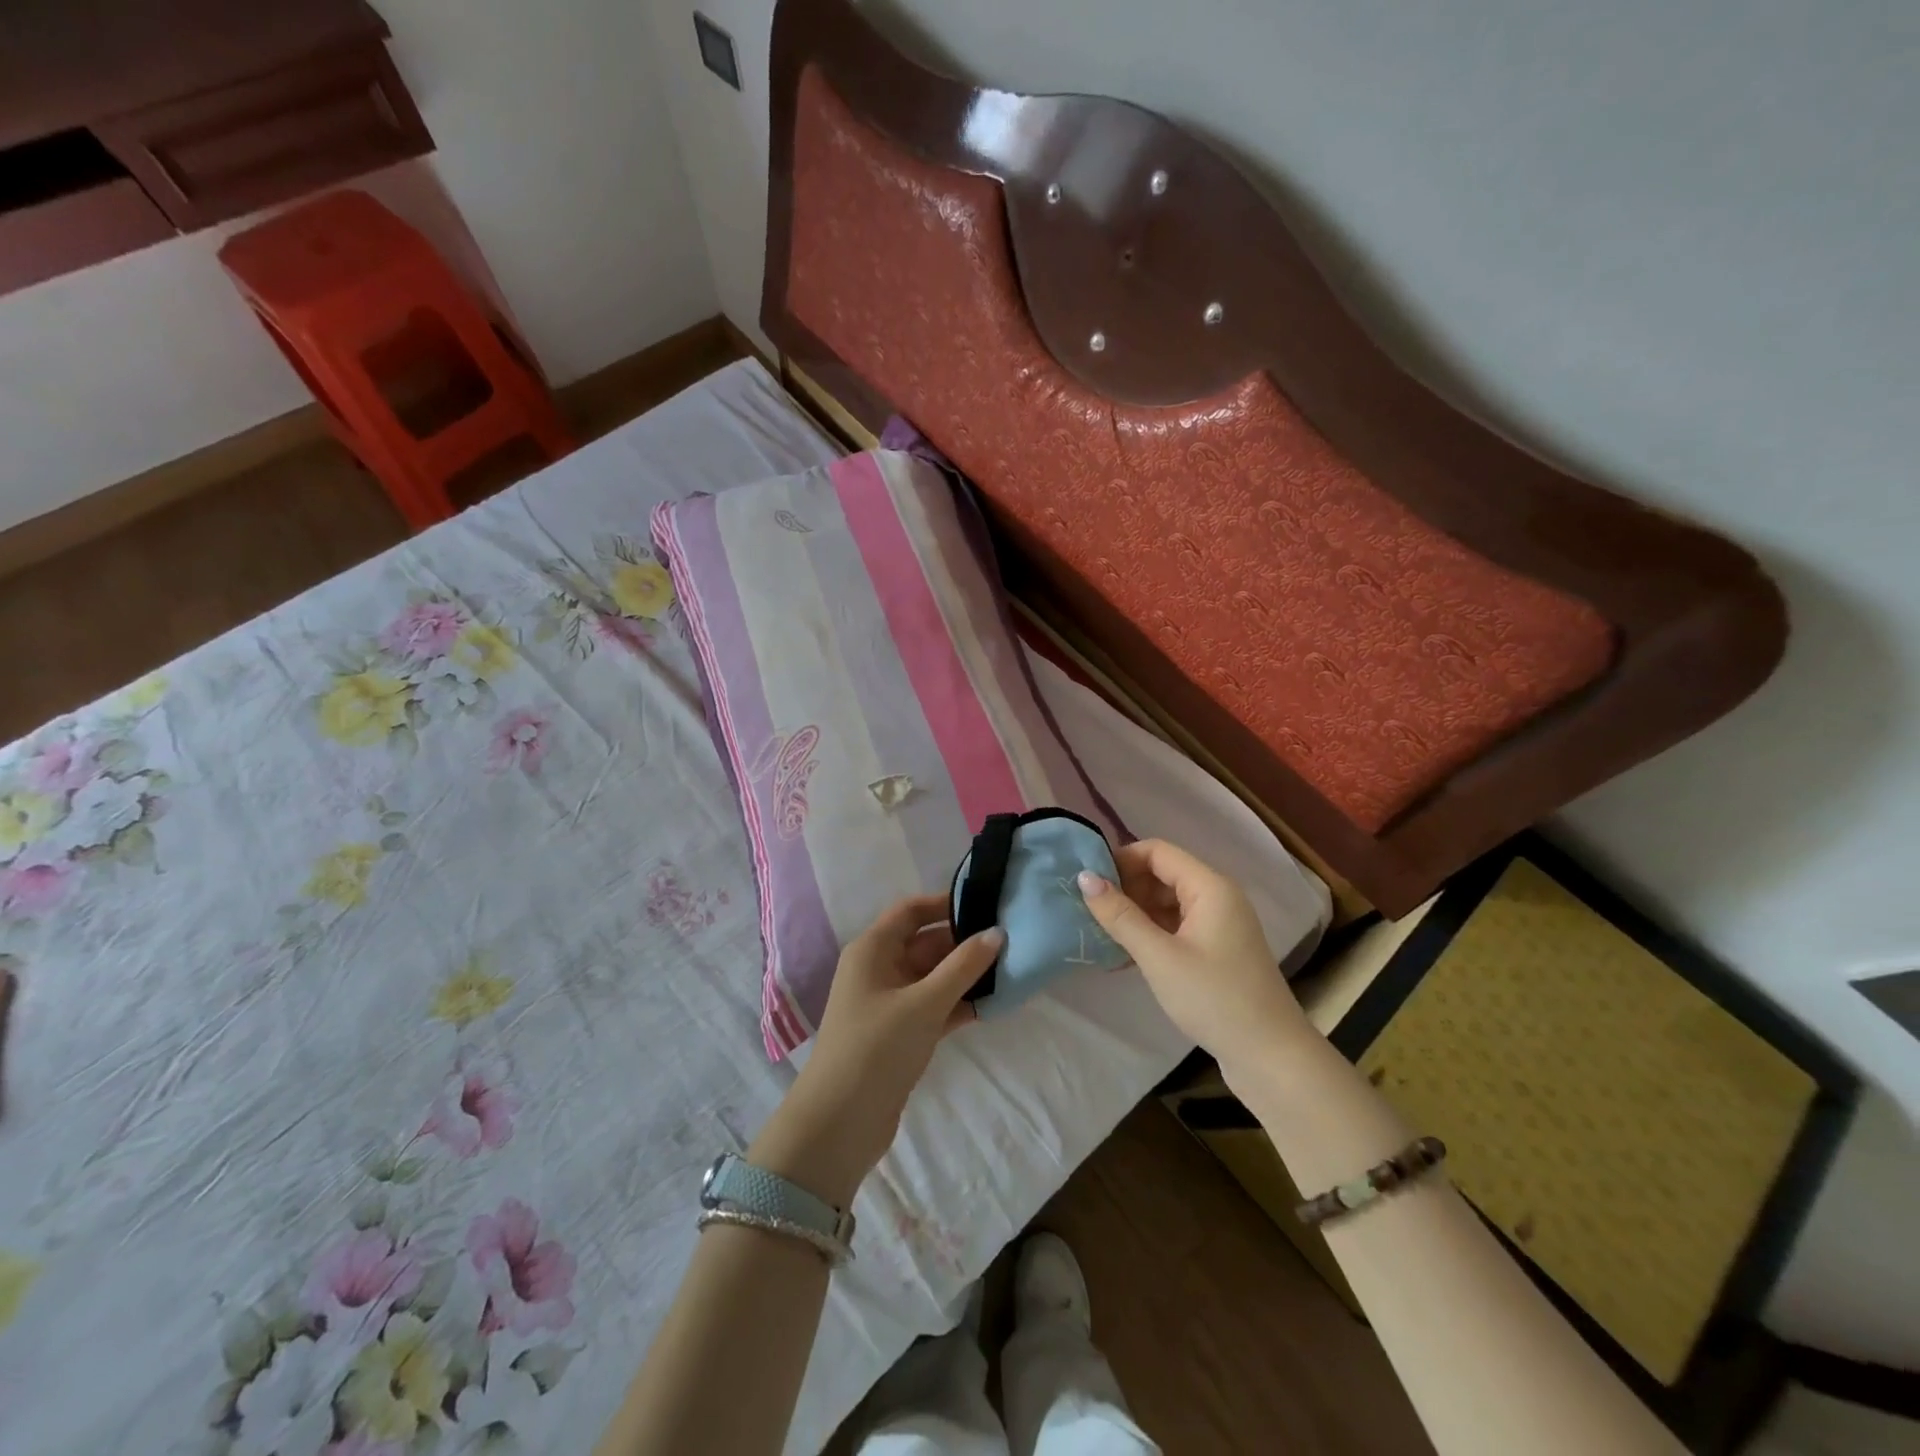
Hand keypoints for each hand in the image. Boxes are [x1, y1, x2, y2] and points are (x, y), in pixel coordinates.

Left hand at [749, 897, 1001, 1206]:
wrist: (839, 1124)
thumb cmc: (877, 1048)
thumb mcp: (924, 1003)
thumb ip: (963, 966)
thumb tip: (996, 932)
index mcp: (872, 950)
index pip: (911, 911)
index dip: (945, 903)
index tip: (986, 904)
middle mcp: (879, 969)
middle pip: (926, 943)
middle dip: (964, 942)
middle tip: (1010, 940)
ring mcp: (889, 1003)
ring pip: (933, 976)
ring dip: (966, 975)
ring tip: (1011, 969)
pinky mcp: (900, 1034)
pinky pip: (934, 1006)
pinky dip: (959, 1004)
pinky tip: (994, 1004)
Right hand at [1080, 838, 1311, 1078]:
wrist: (1271, 1057)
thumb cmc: (1215, 999)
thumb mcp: (1160, 957)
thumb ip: (1120, 916)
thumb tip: (1084, 877)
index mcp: (1209, 886)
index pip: (1157, 851)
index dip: (1120, 860)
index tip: (1087, 882)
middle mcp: (1217, 896)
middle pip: (1162, 874)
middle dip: (1126, 888)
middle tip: (1090, 912)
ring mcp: (1219, 924)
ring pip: (1167, 901)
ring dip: (1135, 913)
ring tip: (1101, 934)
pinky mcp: (1217, 949)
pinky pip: (1177, 925)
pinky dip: (1151, 933)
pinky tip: (1125, 955)